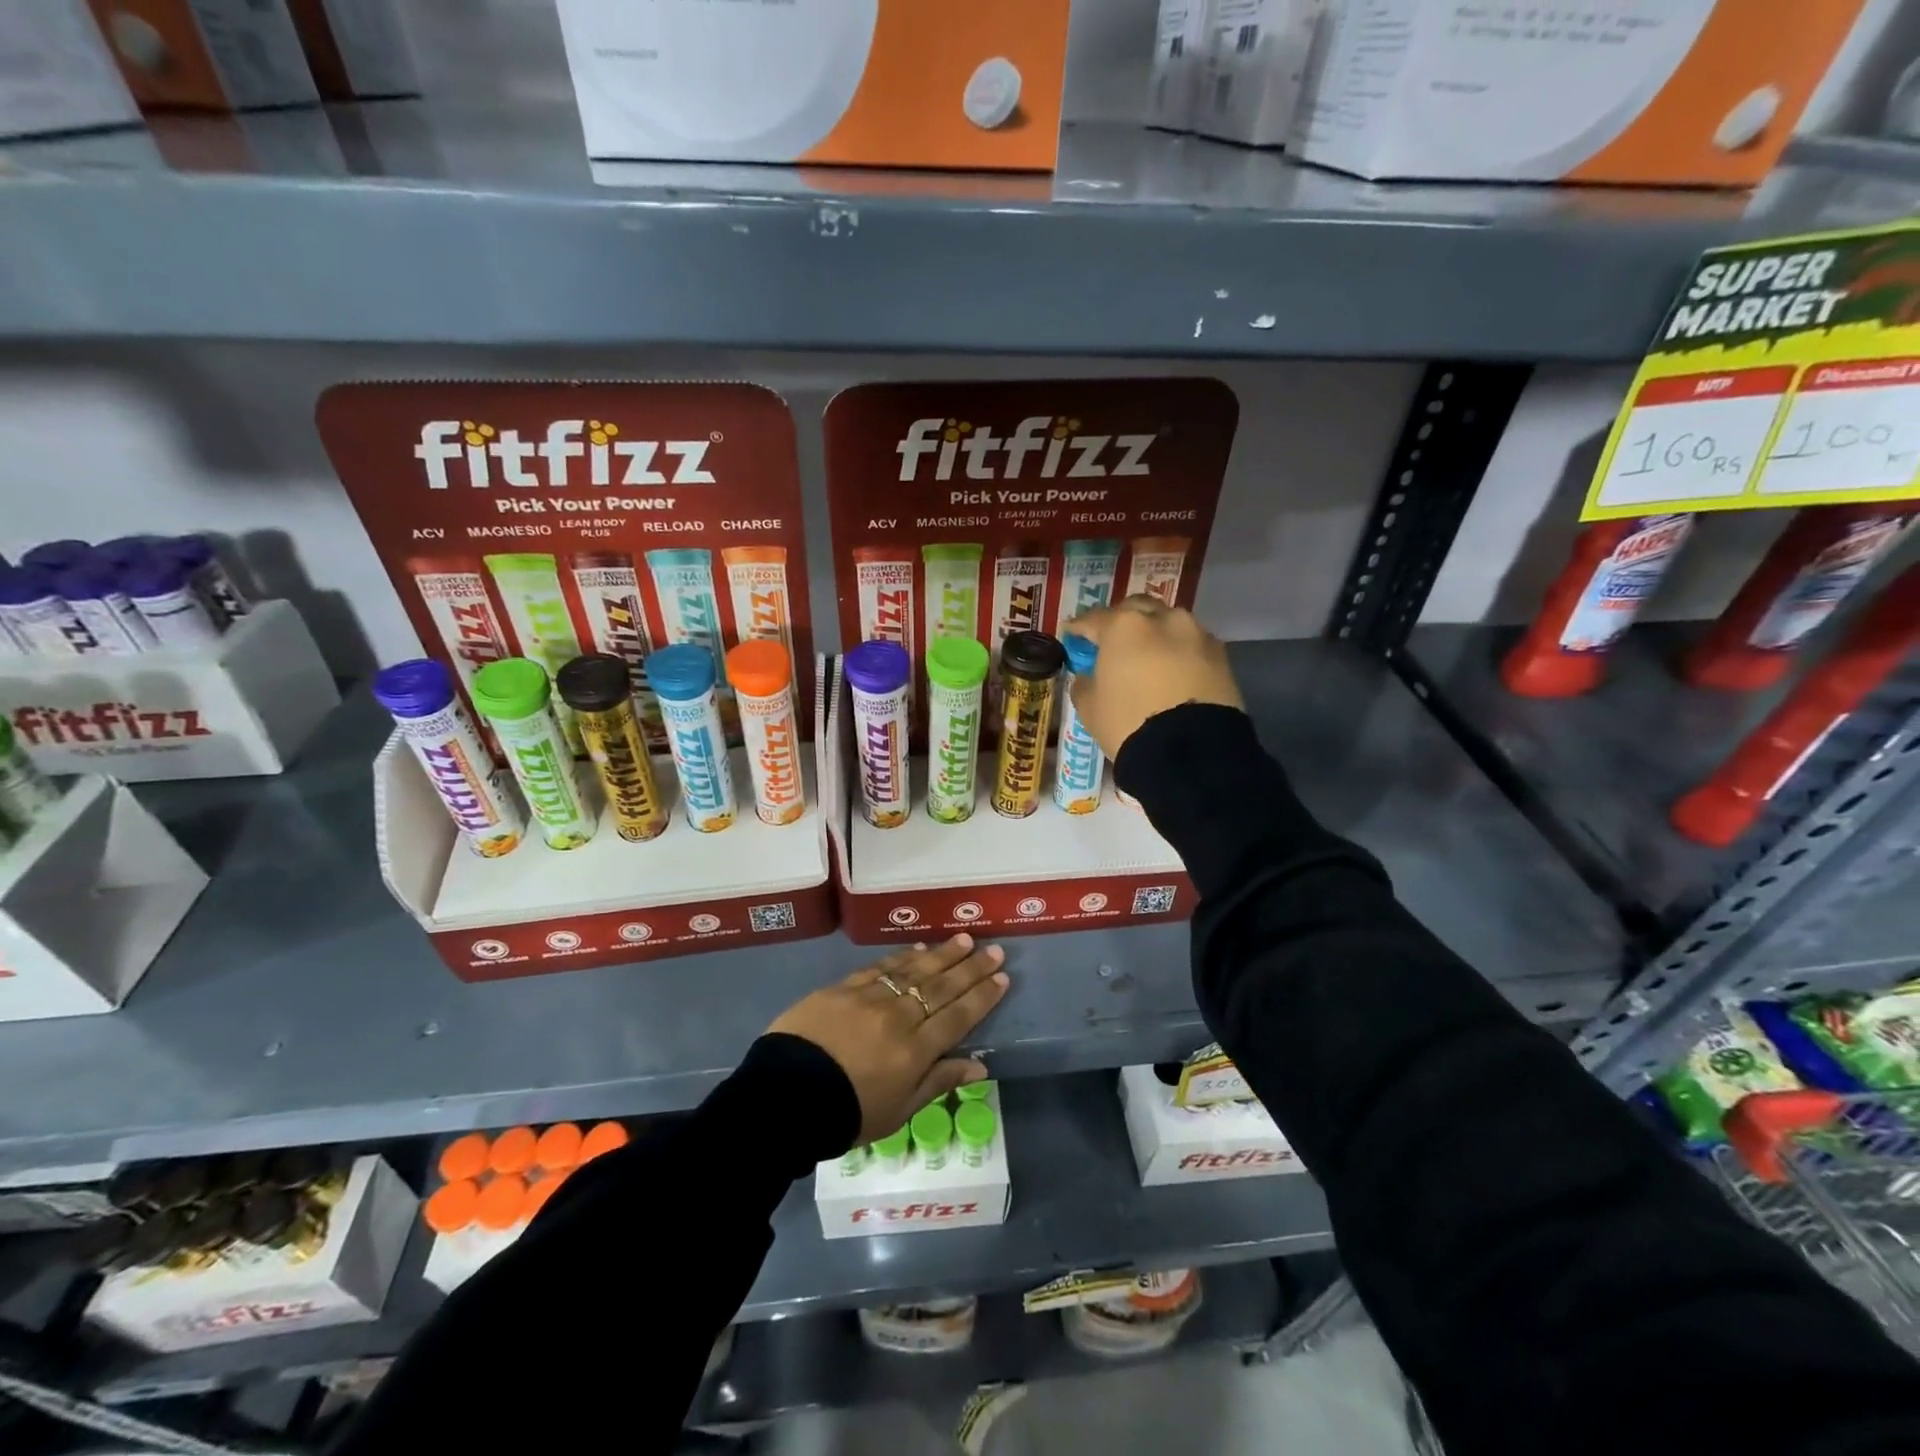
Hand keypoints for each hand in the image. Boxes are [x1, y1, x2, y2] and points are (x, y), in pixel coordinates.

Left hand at [767, 935, 1008, 1144]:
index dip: (982, 996)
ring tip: (964, 940)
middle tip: (994, 949)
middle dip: (971, 968)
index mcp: (915, 1052)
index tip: (1002, 977)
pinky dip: (902, 956)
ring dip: (943, 954)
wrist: (783, 1098)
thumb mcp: (897, 1112)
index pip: (958, 1017)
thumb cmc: (845, 1114)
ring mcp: (870, 998)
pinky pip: (880, 967)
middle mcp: (899, 1017)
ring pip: (915, 970)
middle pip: (942, 987)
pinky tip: (918, 949)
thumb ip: (937, 1083)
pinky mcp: (843, 988)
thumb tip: (979, 1066)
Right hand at [1063, 596, 1244, 760]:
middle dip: (1122, 621)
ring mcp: (1196, 634)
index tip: (1072, 634)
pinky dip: (1179, 652)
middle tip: (1112, 641)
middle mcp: (1162, 619)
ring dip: (1155, 634)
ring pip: (1169, 623)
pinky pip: (1192, 645)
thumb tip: (1089, 676)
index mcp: (1123, 626)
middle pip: (1136, 609)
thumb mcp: (1090, 708)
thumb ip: (1084, 683)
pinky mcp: (1221, 655)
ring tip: (1148, 656)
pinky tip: (1174, 671)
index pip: (1093, 619)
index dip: (1079, 628)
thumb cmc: (1128, 724)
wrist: (1191, 753)